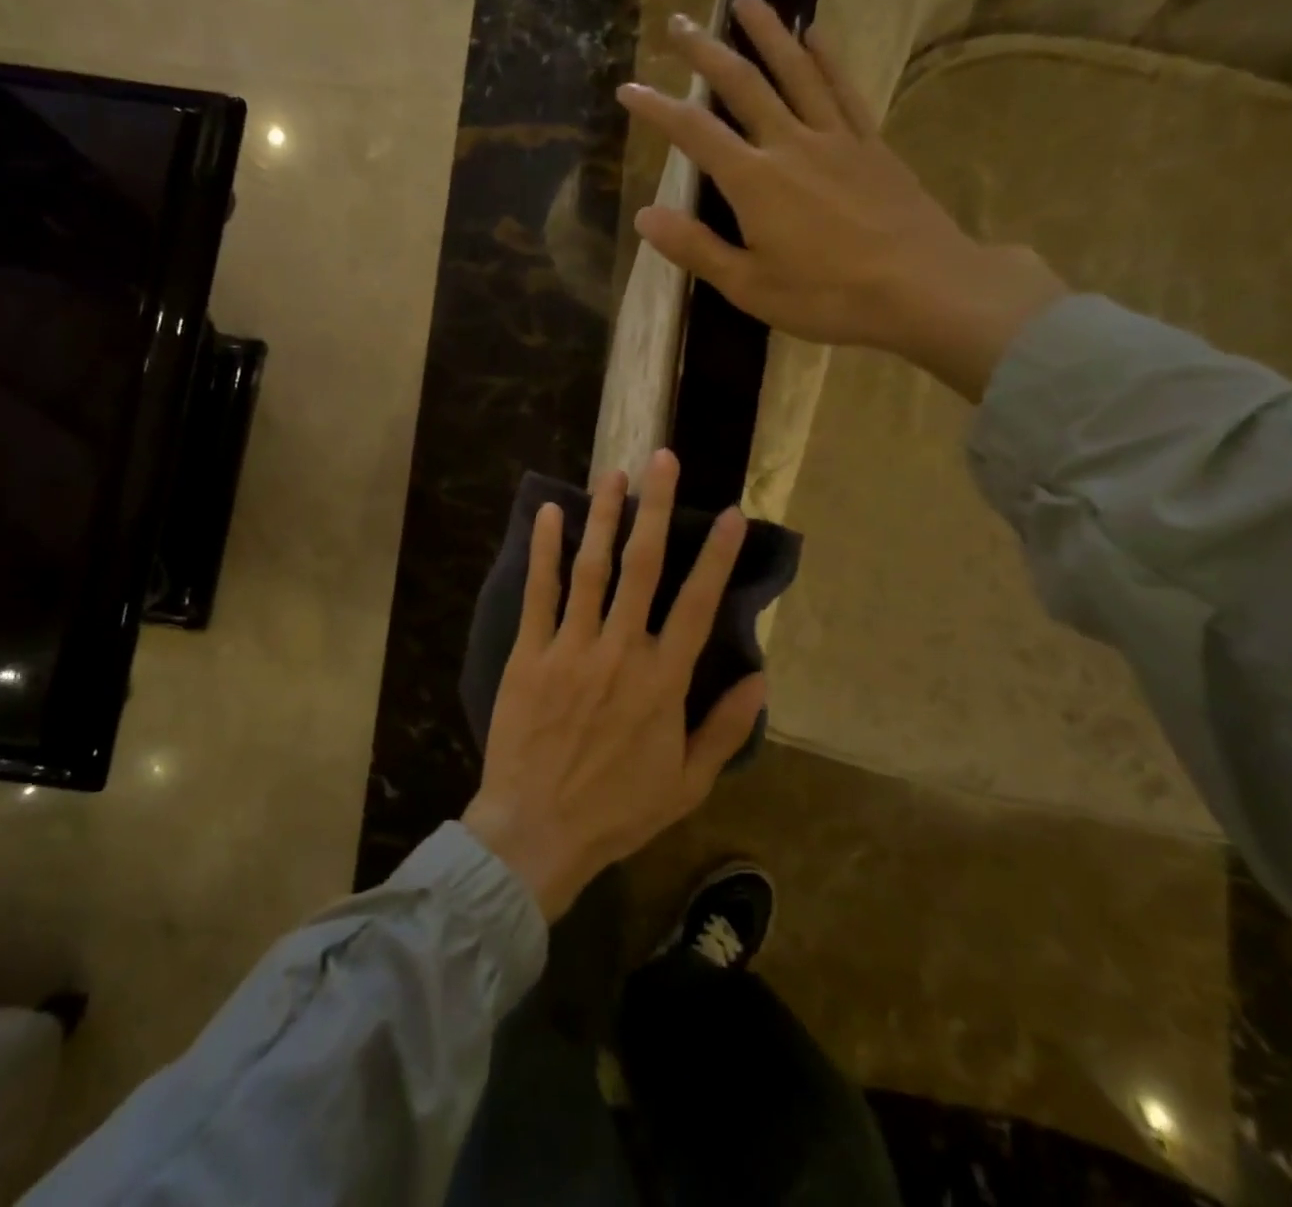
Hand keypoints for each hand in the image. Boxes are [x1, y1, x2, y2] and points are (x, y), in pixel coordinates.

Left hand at [463, 450, 765, 920]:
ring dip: (603, 516)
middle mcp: (620, 650)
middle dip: (655, 508)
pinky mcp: (530, 654)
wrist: (537, 830)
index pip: (697, 604)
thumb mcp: (687, 783)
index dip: (716, 556)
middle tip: (661, 460)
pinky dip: (545, 551)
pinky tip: (550, 514)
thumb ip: (724, 728)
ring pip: (591, 568)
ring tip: (613, 475)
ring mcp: (571, 647)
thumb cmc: (617, 810)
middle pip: (643, 567)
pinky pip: (539, 593)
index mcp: (663, 680)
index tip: (731, 514)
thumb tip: (761, 680)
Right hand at [616, 0, 1067, 401]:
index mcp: (754, 182)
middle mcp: (790, 144)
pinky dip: (825, 58)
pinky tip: (815, 35)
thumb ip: (696, 248)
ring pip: (795, 71)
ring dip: (767, 32)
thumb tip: (644, 215)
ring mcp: (835, 138)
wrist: (920, 287)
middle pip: (743, 84)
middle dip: (706, 52)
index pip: (695, 133)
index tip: (628, 88)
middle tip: (679, 21)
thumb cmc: (826, 296)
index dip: (657, 109)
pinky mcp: (870, 145)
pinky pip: (843, 89)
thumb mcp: (749, 286)